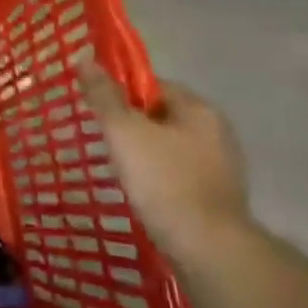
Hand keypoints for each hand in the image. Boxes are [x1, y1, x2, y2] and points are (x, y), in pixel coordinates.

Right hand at [73, 52, 249, 264]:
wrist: (207, 250)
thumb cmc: (163, 181)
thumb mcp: (124, 131)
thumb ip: (104, 95)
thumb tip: (84, 57)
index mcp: (199, 109)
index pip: (153, 85)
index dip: (122, 94)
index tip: (99, 112)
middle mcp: (217, 132)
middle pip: (162, 116)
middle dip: (133, 126)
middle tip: (104, 141)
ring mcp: (222, 168)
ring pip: (171, 148)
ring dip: (146, 154)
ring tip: (119, 171)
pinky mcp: (219, 199)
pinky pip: (180, 176)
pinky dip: (160, 180)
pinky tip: (142, 194)